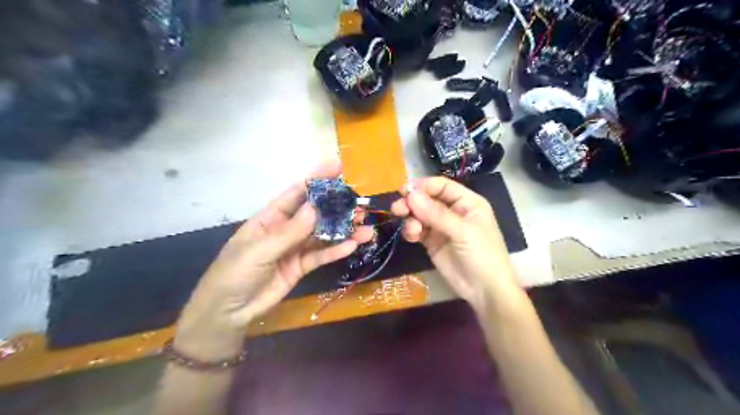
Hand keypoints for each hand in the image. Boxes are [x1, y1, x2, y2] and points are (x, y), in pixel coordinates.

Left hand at [172, 163, 369, 360]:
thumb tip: (315, 208)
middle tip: (360, 204)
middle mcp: (286, 228)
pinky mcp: (302, 267)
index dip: (317, 179)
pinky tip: (353, 245)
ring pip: (323, 235)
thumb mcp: (259, 250)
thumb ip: (289, 232)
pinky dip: (337, 251)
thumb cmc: (234, 273)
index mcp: (271, 217)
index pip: (297, 193)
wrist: (228, 311)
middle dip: (337, 208)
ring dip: (344, 231)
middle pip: (316, 214)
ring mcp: (295, 248)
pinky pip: (321, 256)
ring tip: (365, 227)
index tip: (338, 167)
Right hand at [390, 177, 521, 316]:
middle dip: (412, 202)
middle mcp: (453, 211)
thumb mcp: (463, 232)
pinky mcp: (432, 242)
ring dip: (410, 218)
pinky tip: (411, 237)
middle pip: (427, 199)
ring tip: (409, 229)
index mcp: (467, 202)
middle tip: (397, 208)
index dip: (423, 186)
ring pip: (420, 215)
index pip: (442, 186)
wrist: (485, 291)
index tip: (404, 191)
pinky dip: (411, 231)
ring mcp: (441, 227)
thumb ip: (436, 214)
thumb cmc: (482, 255)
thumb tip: (411, 195)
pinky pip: (418, 230)